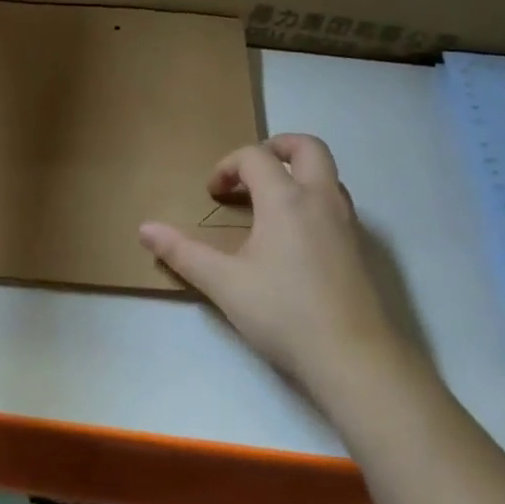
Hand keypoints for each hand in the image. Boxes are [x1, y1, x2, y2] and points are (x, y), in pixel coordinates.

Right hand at [139, 134, 415, 415]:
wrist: (351, 356)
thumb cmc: (282, 313)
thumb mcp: (223, 283)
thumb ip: (183, 253)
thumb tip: (145, 229)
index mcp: (285, 200)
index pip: (254, 157)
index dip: (227, 166)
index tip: (212, 194)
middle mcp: (321, 199)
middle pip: (307, 147)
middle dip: (276, 147)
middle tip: (250, 171)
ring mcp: (347, 221)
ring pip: (327, 173)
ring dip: (297, 173)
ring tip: (270, 202)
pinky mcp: (360, 246)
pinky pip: (336, 201)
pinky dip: (313, 199)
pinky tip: (294, 236)